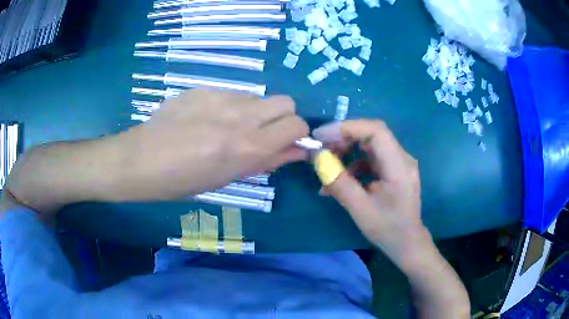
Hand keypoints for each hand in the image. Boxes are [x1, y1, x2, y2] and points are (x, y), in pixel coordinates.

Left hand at [115, 89, 307, 199]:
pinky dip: (230, 105)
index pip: (296, 125)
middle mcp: (240, 116)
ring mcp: (220, 97)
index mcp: (247, 146)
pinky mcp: (203, 88)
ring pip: (257, 96)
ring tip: (227, 127)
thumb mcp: (228, 178)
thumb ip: (267, 161)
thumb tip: (296, 151)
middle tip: (262, 133)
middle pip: (285, 102)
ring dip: (253, 111)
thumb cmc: (182, 181)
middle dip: (282, 118)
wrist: (140, 161)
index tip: (286, 143)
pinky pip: (231, 93)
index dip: (297, 134)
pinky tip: (206, 118)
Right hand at [313, 120, 425, 265]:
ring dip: (346, 151)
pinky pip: (370, 159)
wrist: (407, 242)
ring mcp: (398, 163)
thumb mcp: (360, 209)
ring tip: (326, 166)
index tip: (322, 136)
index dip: (348, 128)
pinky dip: (352, 165)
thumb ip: (339, 183)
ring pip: (369, 145)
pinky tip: (339, 180)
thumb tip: (318, 159)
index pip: (376, 131)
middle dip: (343, 138)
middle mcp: (402, 158)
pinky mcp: (392, 170)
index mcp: (399, 166)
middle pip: (371, 135)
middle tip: (320, 148)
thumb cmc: (388, 229)